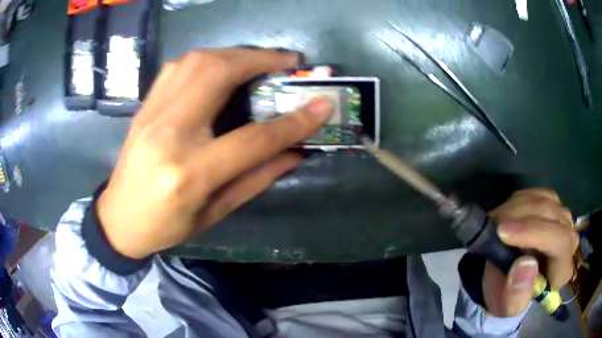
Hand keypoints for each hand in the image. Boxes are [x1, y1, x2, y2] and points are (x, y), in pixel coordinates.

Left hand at [97, 48, 332, 258]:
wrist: (118, 218)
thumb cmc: (166, 227)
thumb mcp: (215, 214)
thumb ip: (257, 179)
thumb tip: (296, 152)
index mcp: (190, 173)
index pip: (251, 139)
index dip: (292, 121)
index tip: (321, 105)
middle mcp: (169, 133)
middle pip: (218, 75)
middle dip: (260, 60)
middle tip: (289, 61)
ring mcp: (152, 113)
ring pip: (196, 61)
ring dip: (235, 53)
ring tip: (259, 60)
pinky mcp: (144, 106)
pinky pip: (177, 67)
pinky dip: (207, 58)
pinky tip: (221, 65)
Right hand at [483, 188, 578, 316]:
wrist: (506, 280)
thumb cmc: (507, 295)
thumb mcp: (505, 308)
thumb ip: (515, 297)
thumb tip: (525, 265)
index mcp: (562, 271)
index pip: (559, 241)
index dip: (535, 233)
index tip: (503, 232)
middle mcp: (569, 241)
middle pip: (553, 216)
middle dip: (521, 218)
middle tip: (493, 227)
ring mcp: (563, 219)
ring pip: (545, 201)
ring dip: (517, 208)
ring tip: (497, 223)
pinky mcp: (554, 205)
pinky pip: (538, 194)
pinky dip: (520, 202)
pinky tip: (508, 216)